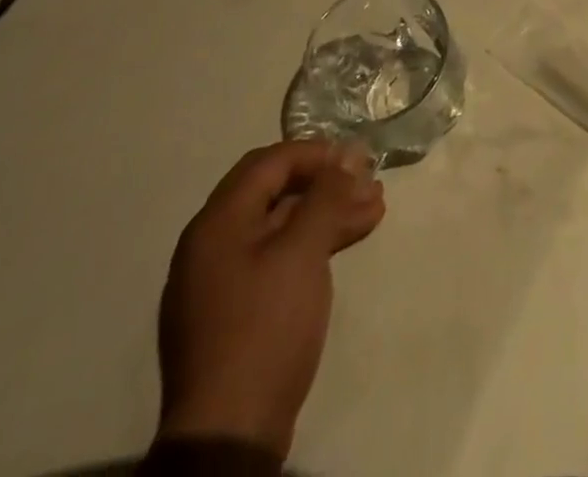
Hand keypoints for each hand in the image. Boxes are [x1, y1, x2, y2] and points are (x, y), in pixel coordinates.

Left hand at [156, 141, 385, 458]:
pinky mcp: (238, 310)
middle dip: (327, 183)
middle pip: (275, 192)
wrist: (230, 434)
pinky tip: (349, 238)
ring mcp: (222, 280)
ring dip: (328, 212)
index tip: (357, 158)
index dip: (316, 152)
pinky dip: (314, 242)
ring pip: (282, 225)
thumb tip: (349, 155)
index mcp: (217, 224)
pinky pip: (278, 256)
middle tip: (371, 181)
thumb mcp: (303, 252)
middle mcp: (212, 244)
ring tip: (375, 207)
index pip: (269, 163)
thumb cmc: (265, 326)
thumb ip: (327, 196)